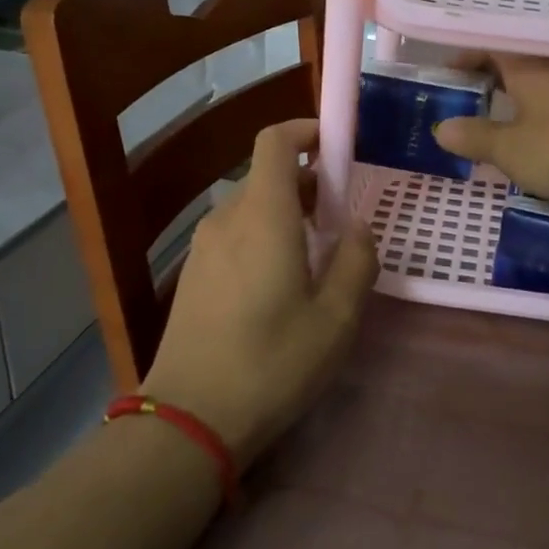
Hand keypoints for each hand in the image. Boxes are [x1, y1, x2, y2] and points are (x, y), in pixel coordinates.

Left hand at [144, 120, 377, 469]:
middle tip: (342, 218)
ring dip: (286, 212)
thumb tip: (358, 228)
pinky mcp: (193, 274)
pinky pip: (235, 234)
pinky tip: (281, 283)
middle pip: (266, 175)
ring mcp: (203, 246)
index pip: (275, 141)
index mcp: (263, 215)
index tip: (337, 147)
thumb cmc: (272, 363)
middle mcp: (227, 218)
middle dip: (307, 182)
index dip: (305, 131)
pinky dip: (264, 235)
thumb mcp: (335, 318)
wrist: (190, 418)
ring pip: (251, 207)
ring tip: (317, 255)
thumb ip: (356, 262)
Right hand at [432, 54, 548, 206]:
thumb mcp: (511, 151)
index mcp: (532, 68)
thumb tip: (442, 128)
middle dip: (505, 74)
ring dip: (547, 84)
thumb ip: (476, 138)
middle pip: (528, 59)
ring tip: (536, 105)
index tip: (453, 75)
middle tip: (487, 94)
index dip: (469, 58)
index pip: (493, 49)